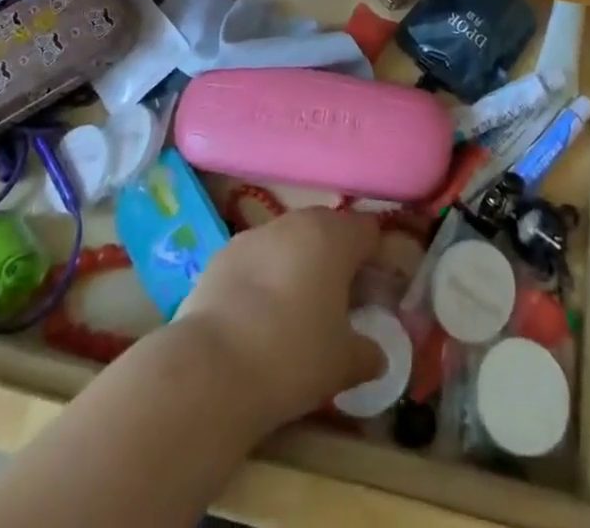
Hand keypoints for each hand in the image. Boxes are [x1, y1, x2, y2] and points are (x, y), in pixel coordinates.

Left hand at [177, 207, 384, 429]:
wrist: (211, 368)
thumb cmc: (293, 356)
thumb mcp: (342, 364)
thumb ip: (367, 354)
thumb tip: (378, 356)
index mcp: (334, 237)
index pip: (369, 231)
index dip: (376, 258)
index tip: (375, 292)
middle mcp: (296, 222)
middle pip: (328, 229)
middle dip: (336, 258)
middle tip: (338, 301)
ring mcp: (255, 234)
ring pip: (289, 241)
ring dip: (298, 264)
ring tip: (294, 310)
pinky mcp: (221, 253)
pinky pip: (256, 258)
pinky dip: (263, 276)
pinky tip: (256, 316)